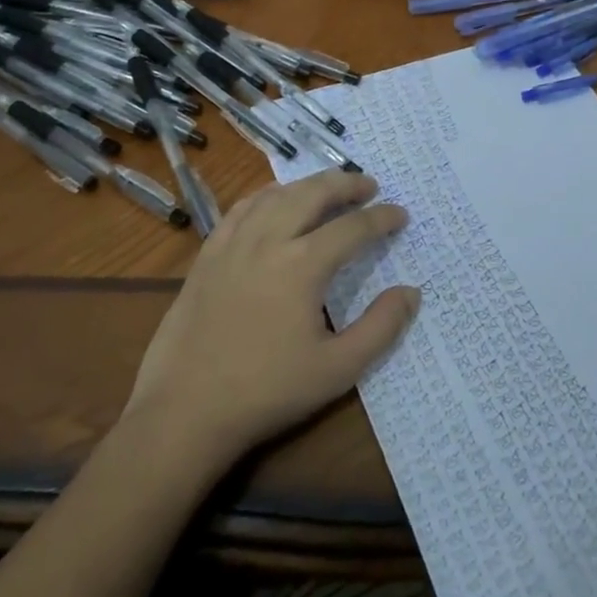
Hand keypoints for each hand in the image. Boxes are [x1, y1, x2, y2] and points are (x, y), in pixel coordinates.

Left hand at [122, 171, 418, 474]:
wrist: (185, 411)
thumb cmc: (267, 392)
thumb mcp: (337, 370)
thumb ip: (380, 328)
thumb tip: (411, 292)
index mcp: (303, 265)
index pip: (353, 228)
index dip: (382, 218)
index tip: (401, 215)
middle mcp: (269, 240)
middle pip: (313, 193)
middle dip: (346, 184)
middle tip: (369, 185)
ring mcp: (233, 243)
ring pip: (277, 194)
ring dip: (308, 185)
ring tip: (328, 188)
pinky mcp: (208, 255)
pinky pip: (242, 209)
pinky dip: (267, 196)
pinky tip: (275, 201)